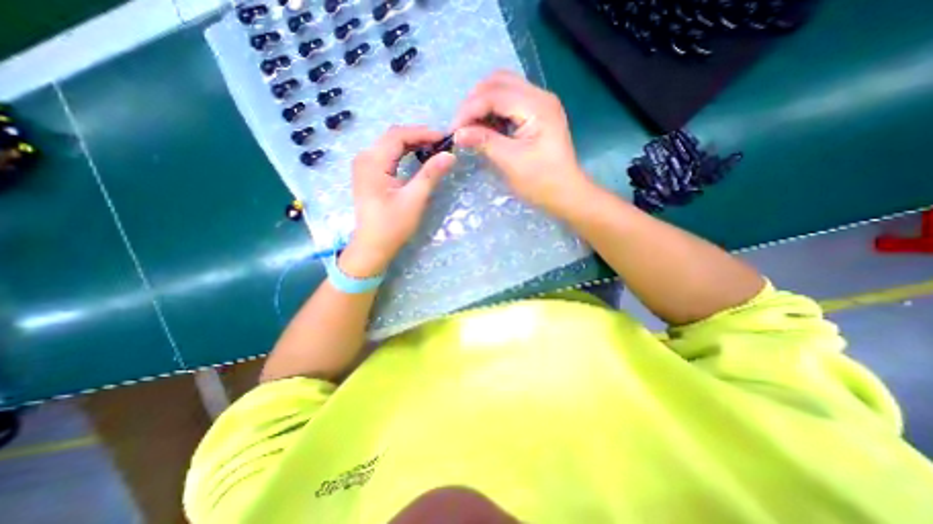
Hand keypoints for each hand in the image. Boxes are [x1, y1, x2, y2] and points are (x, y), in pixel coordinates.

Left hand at [341, 125, 457, 277]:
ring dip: (412, 144)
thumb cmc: (392, 226)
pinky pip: (387, 155)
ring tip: (434, 149)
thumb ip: (430, 174)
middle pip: (393, 137)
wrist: (372, 246)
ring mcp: (364, 165)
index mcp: (372, 162)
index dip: (423, 133)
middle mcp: (364, 158)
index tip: (444, 138)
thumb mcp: (414, 200)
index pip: (398, 135)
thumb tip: (450, 155)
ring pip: (390, 145)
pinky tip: (418, 157)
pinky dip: (404, 153)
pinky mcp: (368, 174)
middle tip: (442, 144)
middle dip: (418, 137)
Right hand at [451, 69, 588, 217]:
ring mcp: (540, 104)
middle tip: (461, 126)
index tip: (452, 130)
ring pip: (503, 89)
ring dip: (482, 104)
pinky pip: (509, 103)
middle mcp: (540, 96)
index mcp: (537, 106)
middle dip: (474, 101)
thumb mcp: (511, 162)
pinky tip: (484, 128)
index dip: (469, 109)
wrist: (566, 194)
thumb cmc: (542, 182)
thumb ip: (484, 142)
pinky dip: (493, 112)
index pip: (495, 94)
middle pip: (498, 82)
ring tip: (470, 127)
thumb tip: (457, 133)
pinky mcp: (536, 115)